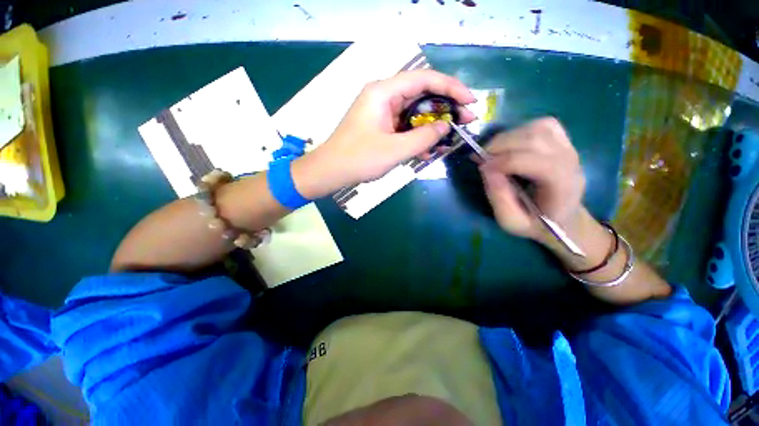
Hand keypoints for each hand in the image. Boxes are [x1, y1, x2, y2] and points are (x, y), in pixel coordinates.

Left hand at [295, 70, 475, 197]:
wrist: (331, 171)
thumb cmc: (359, 159)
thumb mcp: (395, 150)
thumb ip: (423, 137)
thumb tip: (445, 126)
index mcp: (383, 92)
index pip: (424, 79)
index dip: (451, 88)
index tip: (470, 101)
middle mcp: (383, 97)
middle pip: (421, 94)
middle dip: (445, 107)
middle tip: (466, 120)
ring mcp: (382, 112)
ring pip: (415, 112)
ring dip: (433, 125)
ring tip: (451, 137)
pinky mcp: (381, 127)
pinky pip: (405, 126)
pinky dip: (418, 136)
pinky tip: (429, 149)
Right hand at [479, 117, 585, 242]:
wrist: (563, 219)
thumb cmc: (535, 224)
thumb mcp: (511, 222)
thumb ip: (498, 199)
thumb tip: (486, 169)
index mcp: (562, 186)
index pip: (536, 161)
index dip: (504, 161)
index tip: (481, 167)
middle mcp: (570, 161)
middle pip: (535, 138)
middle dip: (501, 145)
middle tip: (481, 158)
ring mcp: (569, 148)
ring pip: (538, 128)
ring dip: (508, 137)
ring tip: (493, 152)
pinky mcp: (563, 141)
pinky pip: (542, 125)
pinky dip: (520, 130)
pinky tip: (510, 145)